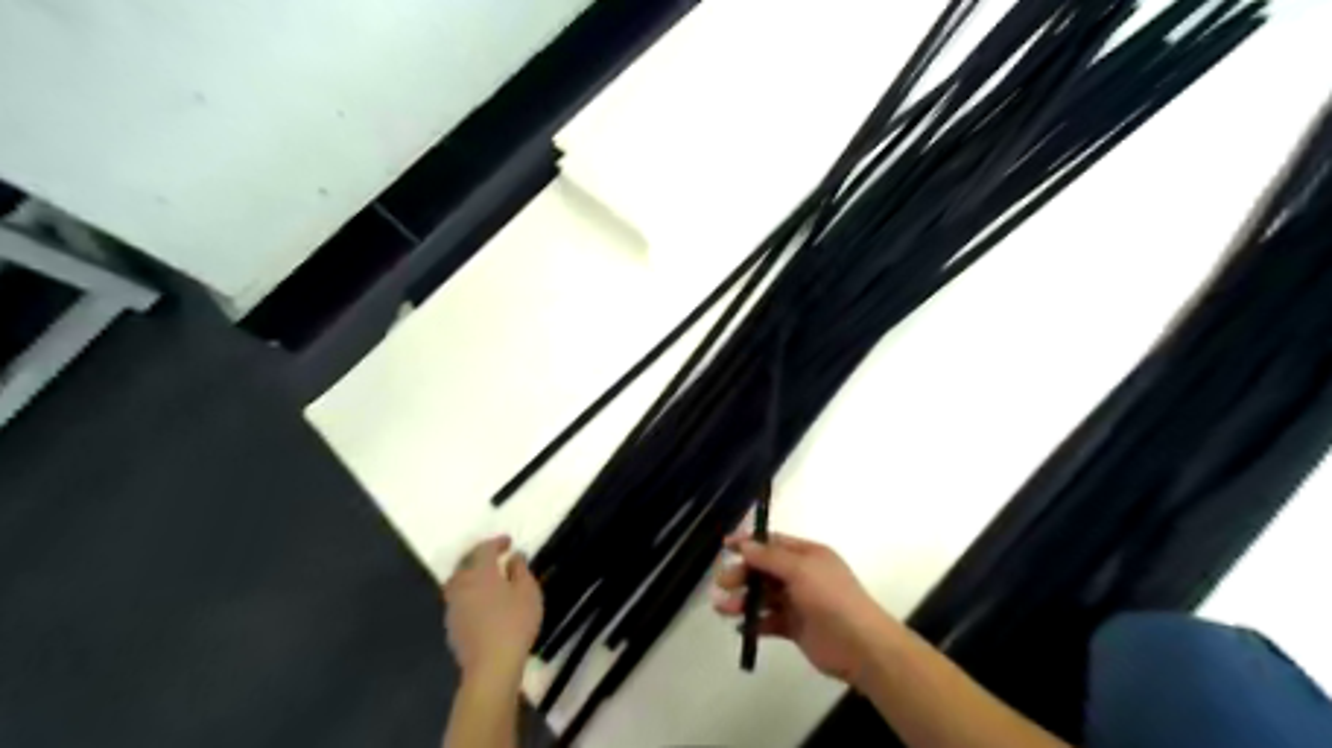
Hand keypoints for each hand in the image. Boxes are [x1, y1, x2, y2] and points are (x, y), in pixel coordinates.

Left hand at [442, 537, 537, 690]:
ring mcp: (453, 606)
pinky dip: (469, 591)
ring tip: (488, 576)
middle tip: (495, 554)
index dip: (496, 542)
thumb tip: (514, 556)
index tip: (509, 542)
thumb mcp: (528, 592)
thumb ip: (520, 570)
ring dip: (471, 573)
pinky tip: (482, 599)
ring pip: (458, 580)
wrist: (490, 667)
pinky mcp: (452, 625)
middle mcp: (461, 585)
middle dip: (479, 554)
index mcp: (480, 572)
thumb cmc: (514, 624)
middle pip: (465, 562)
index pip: (484, 549)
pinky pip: (459, 598)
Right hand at [712, 533, 898, 688]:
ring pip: (764, 596)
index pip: (773, 543)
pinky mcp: (795, 627)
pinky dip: (755, 623)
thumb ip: (770, 558)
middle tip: (723, 583)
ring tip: (723, 608)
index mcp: (808, 555)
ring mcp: (799, 602)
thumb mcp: (800, 570)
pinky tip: (742, 627)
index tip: (725, 546)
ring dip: (743, 600)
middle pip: (765, 570)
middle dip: (743, 574)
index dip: (749, 543)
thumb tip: (745, 545)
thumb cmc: (831, 598)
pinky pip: (769, 621)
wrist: (860, 645)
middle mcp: (802, 575)